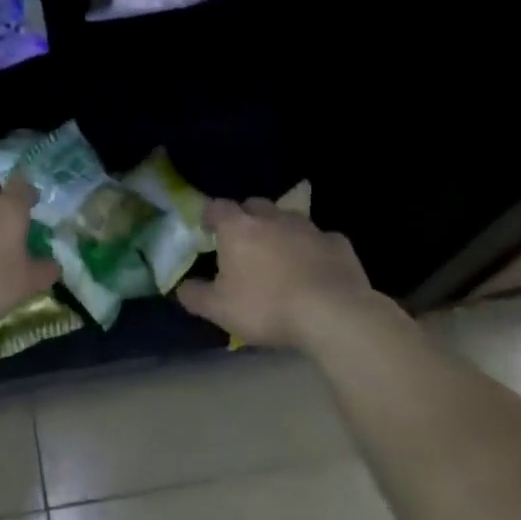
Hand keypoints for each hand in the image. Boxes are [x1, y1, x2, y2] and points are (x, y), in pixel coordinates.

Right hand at [175, 198, 378, 348]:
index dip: (210, 215)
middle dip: (246, 218)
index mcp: (238, 228)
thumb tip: (182, 287)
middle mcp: (272, 218)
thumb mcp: (219, 310)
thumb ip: (195, 295)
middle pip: (254, 206)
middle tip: (243, 242)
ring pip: (288, 219)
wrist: (332, 313)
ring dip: (280, 231)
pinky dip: (312, 249)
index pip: (217, 207)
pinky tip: (313, 269)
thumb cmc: (266, 306)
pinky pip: (319, 239)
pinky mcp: (338, 242)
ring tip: (279, 256)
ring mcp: (308, 227)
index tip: (207, 228)